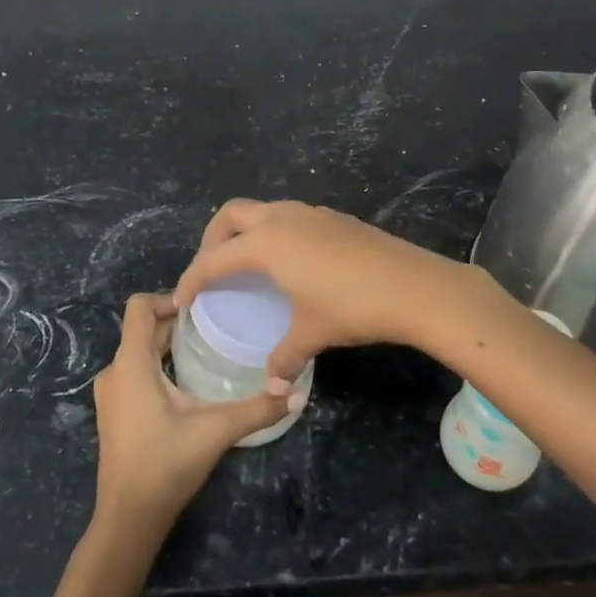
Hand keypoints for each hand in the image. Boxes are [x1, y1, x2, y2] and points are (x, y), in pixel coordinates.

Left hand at [90, 293, 298, 533]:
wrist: (128, 518)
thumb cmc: (165, 465)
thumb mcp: (215, 431)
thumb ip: (256, 410)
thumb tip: (296, 393)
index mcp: (131, 363)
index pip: (139, 306)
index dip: (169, 297)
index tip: (202, 307)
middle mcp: (115, 371)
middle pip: (142, 328)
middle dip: (176, 322)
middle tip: (214, 325)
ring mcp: (111, 393)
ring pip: (138, 351)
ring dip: (167, 344)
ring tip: (205, 349)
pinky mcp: (114, 412)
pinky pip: (135, 372)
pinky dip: (158, 366)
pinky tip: (187, 382)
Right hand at [174, 199, 499, 383]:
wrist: (414, 286)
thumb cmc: (351, 307)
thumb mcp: (312, 333)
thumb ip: (285, 357)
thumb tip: (274, 385)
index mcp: (266, 243)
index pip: (215, 259)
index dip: (193, 278)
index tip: (181, 299)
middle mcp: (282, 218)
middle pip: (231, 215)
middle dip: (212, 238)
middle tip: (210, 269)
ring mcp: (310, 212)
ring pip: (262, 210)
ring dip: (245, 231)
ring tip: (246, 264)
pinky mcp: (333, 217)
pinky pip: (288, 216)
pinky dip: (273, 232)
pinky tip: (289, 262)